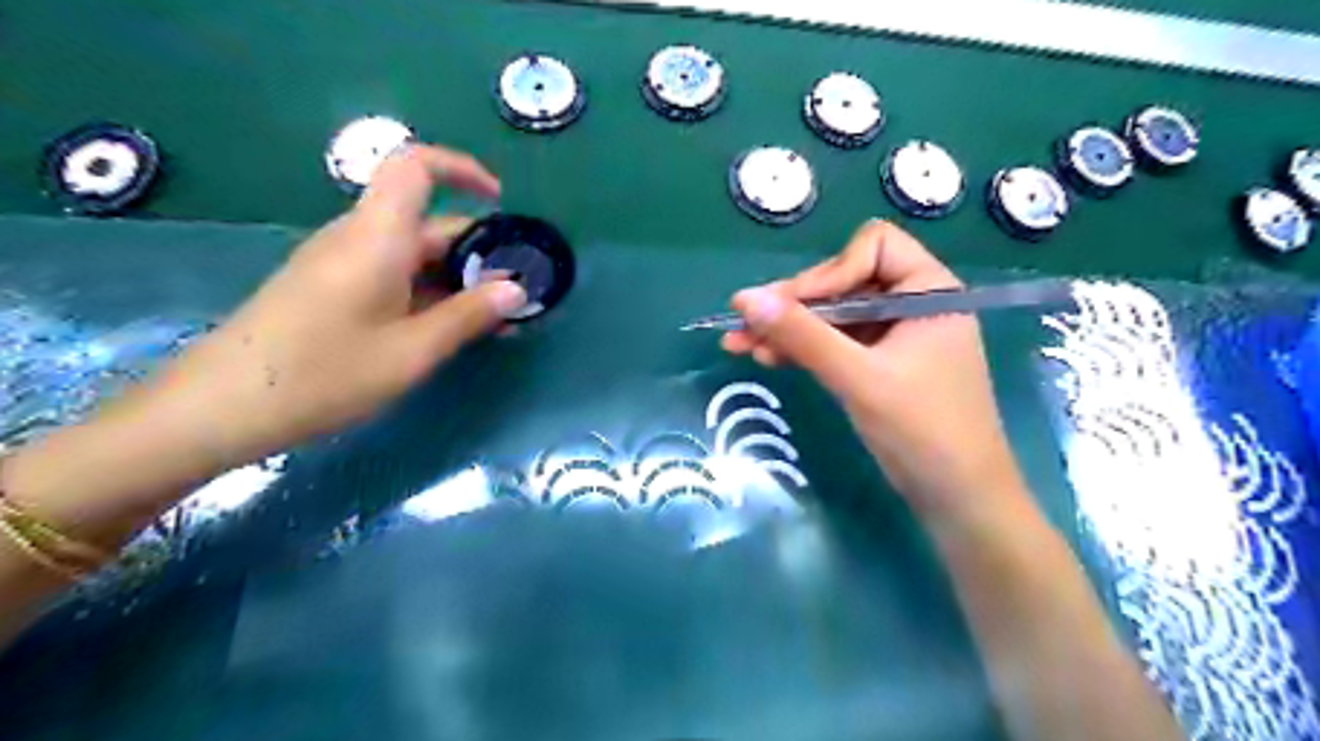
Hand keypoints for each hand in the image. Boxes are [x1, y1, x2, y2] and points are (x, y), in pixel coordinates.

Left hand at [148, 145, 525, 468]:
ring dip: (456, 278)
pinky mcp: (331, 286)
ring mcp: (341, 262)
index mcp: (377, 236)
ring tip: (492, 321)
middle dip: (477, 251)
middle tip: (515, 295)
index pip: (416, 166)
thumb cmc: (325, 374)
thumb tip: (516, 289)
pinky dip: (429, 292)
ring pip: (412, 252)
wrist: (222, 407)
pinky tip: (447, 330)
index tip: (500, 203)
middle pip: (427, 221)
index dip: (462, 170)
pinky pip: (392, 274)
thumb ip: (469, 315)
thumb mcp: (412, 351)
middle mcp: (358, 237)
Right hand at [725, 219, 1024, 525]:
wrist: (958, 498)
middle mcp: (913, 302)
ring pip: (833, 314)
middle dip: (794, 304)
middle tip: (743, 324)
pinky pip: (836, 341)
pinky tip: (767, 357)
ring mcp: (896, 334)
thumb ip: (802, 335)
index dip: (829, 271)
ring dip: (789, 328)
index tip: (792, 307)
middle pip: (844, 280)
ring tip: (739, 344)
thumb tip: (744, 299)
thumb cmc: (922, 430)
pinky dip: (804, 348)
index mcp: (929, 289)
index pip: (872, 247)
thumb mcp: (857, 378)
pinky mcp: (881, 362)